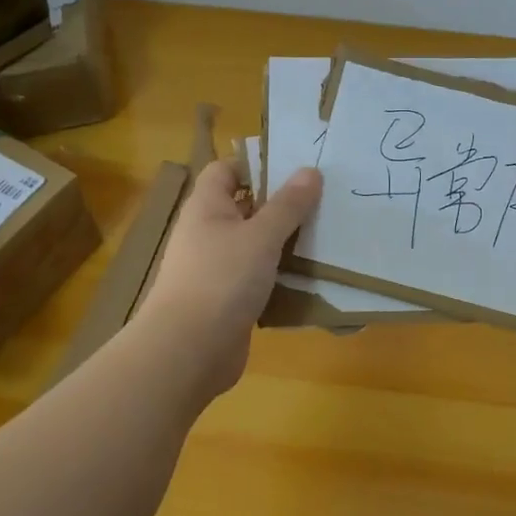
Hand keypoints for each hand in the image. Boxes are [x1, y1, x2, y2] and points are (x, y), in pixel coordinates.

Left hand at [133, 160, 322, 399]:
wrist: (189, 350)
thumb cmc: (221, 279)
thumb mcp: (261, 236)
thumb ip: (288, 205)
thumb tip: (311, 170)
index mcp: (207, 207)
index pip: (226, 170)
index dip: (257, 165)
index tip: (296, 169)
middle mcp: (208, 233)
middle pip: (245, 207)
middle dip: (281, 204)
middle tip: (324, 200)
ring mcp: (216, 268)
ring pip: (255, 245)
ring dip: (285, 242)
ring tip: (326, 235)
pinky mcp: (228, 300)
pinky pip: (258, 278)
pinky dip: (280, 276)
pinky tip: (310, 277)